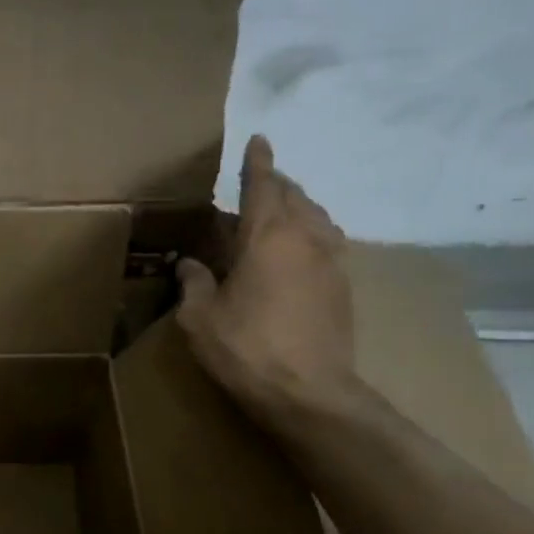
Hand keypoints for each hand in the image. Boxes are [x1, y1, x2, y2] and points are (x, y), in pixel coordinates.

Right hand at [176, 135, 354, 420]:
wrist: (310, 394)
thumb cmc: (246, 348)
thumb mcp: (199, 317)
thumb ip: (194, 282)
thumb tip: (190, 264)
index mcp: (267, 237)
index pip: (263, 185)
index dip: (258, 162)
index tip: (259, 139)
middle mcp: (306, 239)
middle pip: (294, 196)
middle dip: (275, 183)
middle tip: (256, 181)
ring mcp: (331, 262)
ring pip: (316, 217)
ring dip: (296, 207)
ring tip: (276, 212)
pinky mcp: (343, 287)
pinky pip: (326, 241)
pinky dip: (309, 232)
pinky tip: (295, 250)